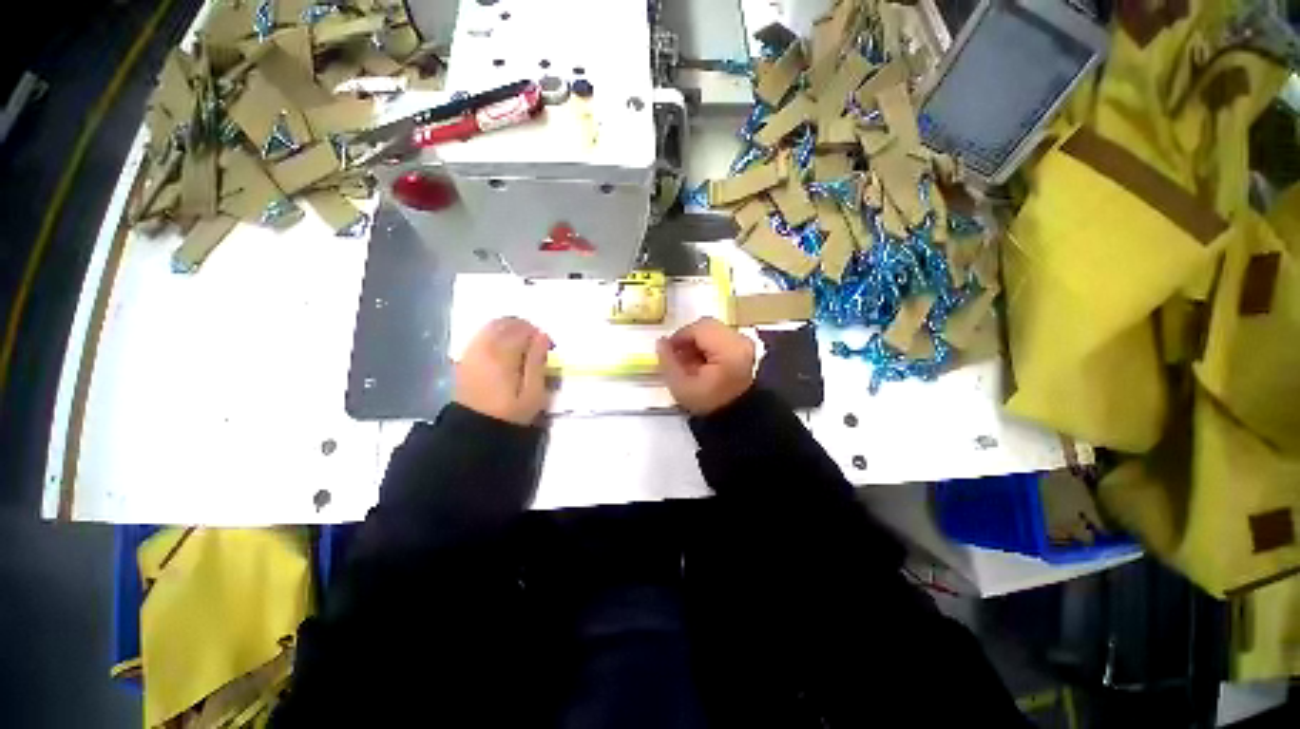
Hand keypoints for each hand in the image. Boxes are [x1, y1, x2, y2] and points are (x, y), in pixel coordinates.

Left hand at [455, 317, 551, 424]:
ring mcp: (471, 351)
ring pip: (492, 326)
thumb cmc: (510, 413)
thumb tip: (543, 336)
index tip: (549, 349)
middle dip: (525, 328)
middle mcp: (484, 346)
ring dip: (510, 330)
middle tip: (537, 344)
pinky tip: (505, 351)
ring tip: (522, 346)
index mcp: (502, 354)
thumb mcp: (533, 393)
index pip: (523, 329)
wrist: (475, 430)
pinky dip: (496, 335)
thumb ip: (538, 362)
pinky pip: (481, 335)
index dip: (540, 335)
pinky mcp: (465, 357)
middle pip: (506, 322)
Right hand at [656, 317, 754, 415]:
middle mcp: (740, 341)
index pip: (698, 329)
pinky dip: (707, 344)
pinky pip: (721, 336)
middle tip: (677, 355)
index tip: (667, 350)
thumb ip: (668, 361)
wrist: (736, 415)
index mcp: (728, 349)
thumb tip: (661, 342)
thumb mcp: (681, 386)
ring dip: (697, 341)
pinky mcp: (745, 348)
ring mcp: (745, 343)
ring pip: (713, 329)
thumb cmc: (709, 404)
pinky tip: (700, 361)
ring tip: (688, 360)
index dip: (679, 336)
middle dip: (688, 338)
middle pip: (707, 326)